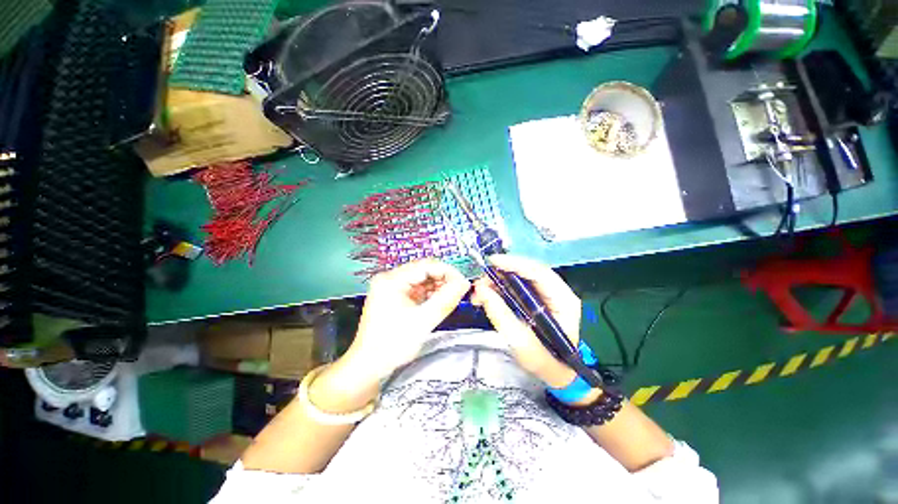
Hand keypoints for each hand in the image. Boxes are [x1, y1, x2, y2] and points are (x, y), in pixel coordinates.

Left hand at [339, 258, 470, 383]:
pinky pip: (417, 289)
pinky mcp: (395, 296)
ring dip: (438, 287)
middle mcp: (390, 279)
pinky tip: (438, 302)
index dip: (448, 272)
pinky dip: (430, 294)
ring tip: (450, 298)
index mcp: (392, 280)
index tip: (463, 283)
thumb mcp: (424, 321)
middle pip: (424, 271)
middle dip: (443, 280)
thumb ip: (446, 300)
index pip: (426, 265)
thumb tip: (464, 283)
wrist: (369, 366)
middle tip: (459, 292)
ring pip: (422, 279)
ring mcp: (391, 287)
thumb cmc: (392, 345)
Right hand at [471, 254, 581, 387]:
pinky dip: (501, 290)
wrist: (562, 376)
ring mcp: (547, 297)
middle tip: (479, 284)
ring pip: (520, 280)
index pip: (539, 272)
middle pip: (527, 273)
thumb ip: (502, 317)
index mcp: (563, 301)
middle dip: (501, 274)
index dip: (515, 263)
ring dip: (498, 282)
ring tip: (479, 293)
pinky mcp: (537, 302)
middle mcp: (557, 293)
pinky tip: (488, 297)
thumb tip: (481, 291)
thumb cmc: (548, 363)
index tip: (492, 262)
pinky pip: (517, 289)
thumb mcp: (523, 345)